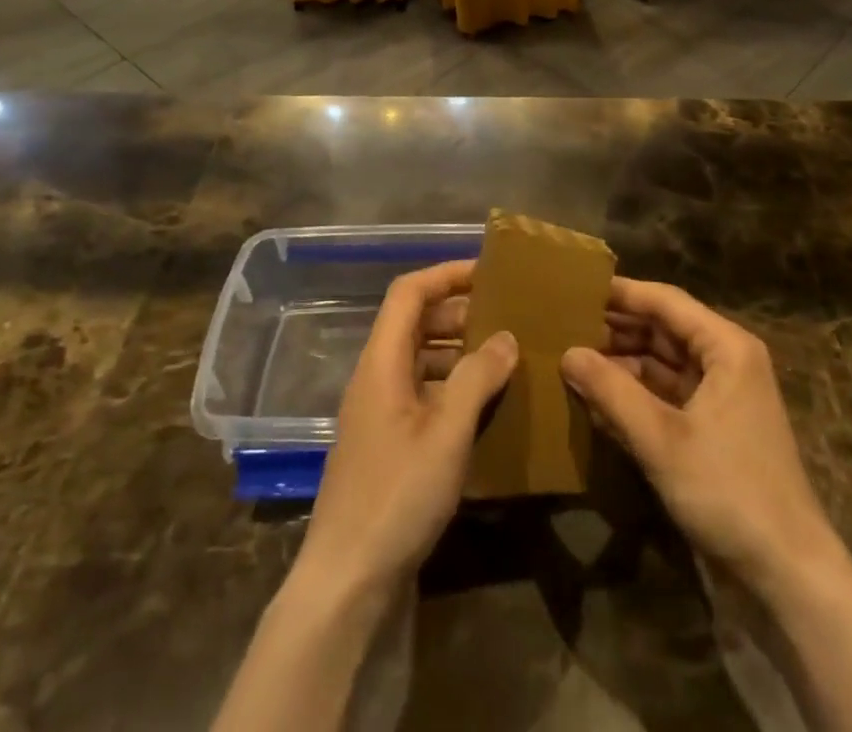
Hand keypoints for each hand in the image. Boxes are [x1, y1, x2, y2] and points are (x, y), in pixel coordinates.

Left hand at [295, 260, 517, 597]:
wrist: (347, 579)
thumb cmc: (397, 495)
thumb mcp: (447, 433)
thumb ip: (476, 378)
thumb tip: (505, 336)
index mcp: (381, 362)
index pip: (409, 293)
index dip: (446, 274)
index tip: (488, 272)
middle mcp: (375, 377)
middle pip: (414, 322)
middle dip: (458, 311)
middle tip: (505, 315)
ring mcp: (378, 411)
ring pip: (418, 358)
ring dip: (456, 349)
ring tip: (502, 355)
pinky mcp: (386, 442)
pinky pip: (421, 391)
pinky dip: (450, 384)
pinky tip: (483, 404)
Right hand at [562, 277, 839, 598]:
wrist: (789, 573)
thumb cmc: (728, 490)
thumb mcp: (662, 439)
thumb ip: (612, 391)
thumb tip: (568, 353)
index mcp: (726, 346)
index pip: (665, 301)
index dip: (621, 292)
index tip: (576, 287)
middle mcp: (727, 359)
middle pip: (664, 328)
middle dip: (618, 326)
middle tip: (566, 323)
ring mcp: (723, 394)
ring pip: (664, 361)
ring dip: (624, 359)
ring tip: (575, 355)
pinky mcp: (716, 425)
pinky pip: (669, 392)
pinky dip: (638, 390)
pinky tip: (601, 394)